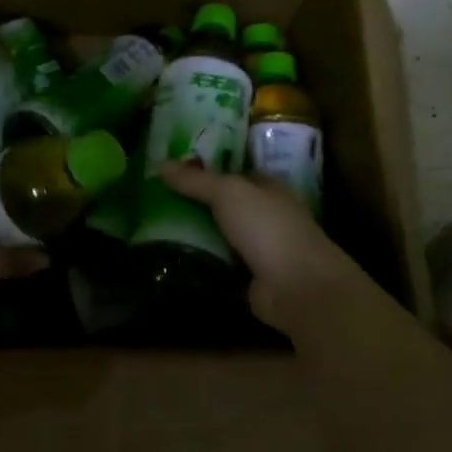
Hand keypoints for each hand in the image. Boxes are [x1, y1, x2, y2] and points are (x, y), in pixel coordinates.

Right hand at [159, 161, 364, 331]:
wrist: (297, 287)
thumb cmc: (267, 227)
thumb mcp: (228, 193)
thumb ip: (195, 180)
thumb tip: (160, 163)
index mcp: (268, 188)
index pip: (233, 173)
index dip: (205, 170)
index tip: (171, 172)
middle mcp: (267, 216)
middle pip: (225, 205)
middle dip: (195, 203)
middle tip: (155, 200)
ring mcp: (261, 249)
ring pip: (220, 235)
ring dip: (195, 234)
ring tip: (155, 228)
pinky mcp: (250, 278)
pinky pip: (219, 264)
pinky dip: (201, 262)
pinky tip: (172, 258)